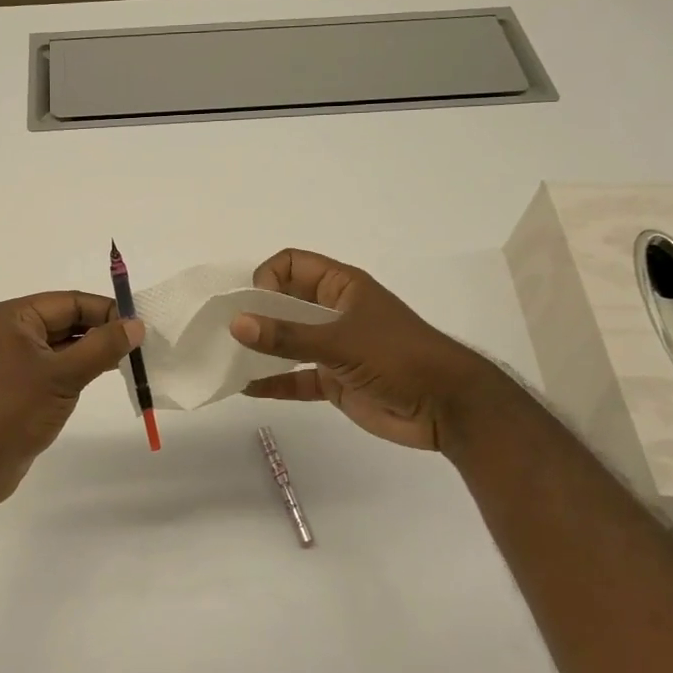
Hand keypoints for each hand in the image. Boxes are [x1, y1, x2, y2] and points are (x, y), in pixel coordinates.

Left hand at [0, 291, 143, 511]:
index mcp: (13, 317)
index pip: (70, 301)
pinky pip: (54, 366)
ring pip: (62, 345)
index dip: (107, 311)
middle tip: (142, 345)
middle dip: (102, 330)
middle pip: (66, 320)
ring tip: (131, 360)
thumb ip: (102, 347)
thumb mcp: (62, 376)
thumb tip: (136, 324)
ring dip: (93, 351)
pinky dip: (78, 369)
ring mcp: (12, 359)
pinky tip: (105, 375)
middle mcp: (10, 331)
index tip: (142, 326)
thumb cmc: (12, 412)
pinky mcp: (17, 385)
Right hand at [231, 249, 494, 451]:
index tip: (251, 304)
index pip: (291, 265)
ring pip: (288, 341)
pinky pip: (297, 377)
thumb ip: (288, 336)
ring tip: (227, 359)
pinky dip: (274, 382)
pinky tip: (246, 388)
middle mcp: (333, 311)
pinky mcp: (335, 380)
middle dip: (255, 313)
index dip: (267, 277)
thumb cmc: (398, 358)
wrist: (448, 408)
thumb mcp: (341, 343)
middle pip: (284, 302)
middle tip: (224, 332)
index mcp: (341, 286)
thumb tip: (237, 324)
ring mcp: (334, 347)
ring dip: (261, 348)